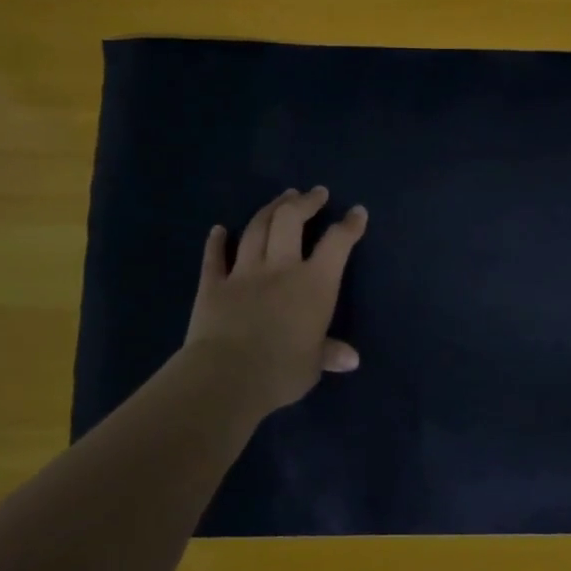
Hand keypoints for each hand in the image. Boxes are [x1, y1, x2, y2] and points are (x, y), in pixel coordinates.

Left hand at [182, 186, 367, 421]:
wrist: (227, 376)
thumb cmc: (281, 372)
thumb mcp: (313, 365)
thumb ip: (329, 353)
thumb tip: (350, 358)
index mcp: (314, 285)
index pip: (337, 245)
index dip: (349, 226)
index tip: (357, 212)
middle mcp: (280, 269)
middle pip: (291, 221)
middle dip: (305, 203)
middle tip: (315, 193)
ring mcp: (243, 273)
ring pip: (256, 229)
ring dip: (270, 210)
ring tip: (281, 198)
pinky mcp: (212, 285)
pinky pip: (214, 258)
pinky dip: (216, 242)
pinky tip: (218, 230)